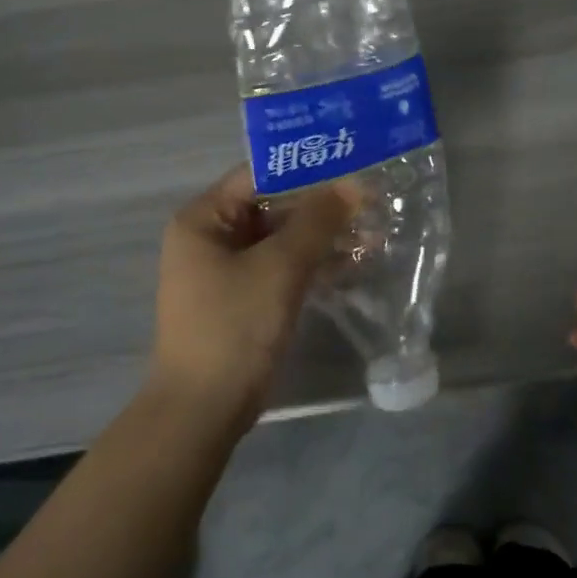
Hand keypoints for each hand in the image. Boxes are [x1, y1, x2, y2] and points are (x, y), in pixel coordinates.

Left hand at [151, 167, 355, 423]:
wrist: (203, 411)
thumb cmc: (234, 326)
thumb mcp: (280, 267)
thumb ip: (317, 220)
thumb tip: (355, 184)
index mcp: (203, 218)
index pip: (259, 175)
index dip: (307, 170)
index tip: (352, 166)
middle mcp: (210, 237)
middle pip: (272, 206)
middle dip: (322, 207)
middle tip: (371, 203)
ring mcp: (226, 270)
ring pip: (281, 239)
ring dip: (323, 236)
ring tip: (373, 233)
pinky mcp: (243, 298)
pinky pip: (281, 267)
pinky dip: (313, 264)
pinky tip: (354, 263)